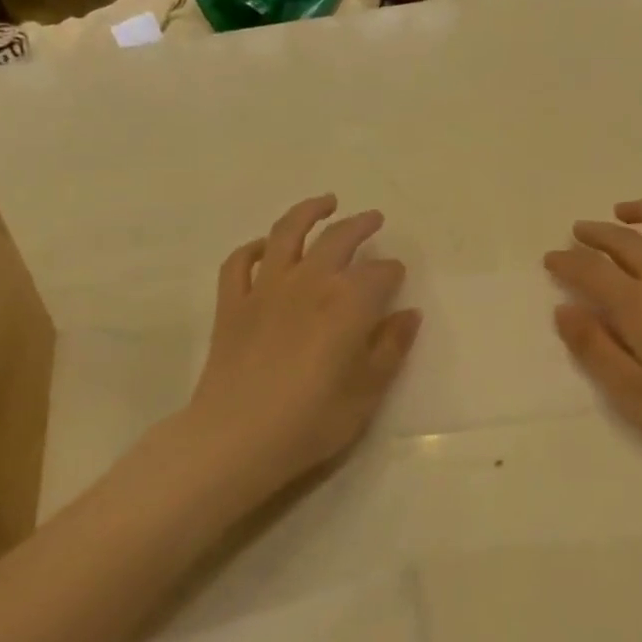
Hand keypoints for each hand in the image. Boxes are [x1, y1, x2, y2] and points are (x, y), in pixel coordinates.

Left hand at [184, 195, 420, 494]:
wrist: (235, 439)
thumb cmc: (310, 421)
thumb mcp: (367, 392)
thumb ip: (391, 348)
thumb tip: (409, 314)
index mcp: (348, 303)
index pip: (379, 274)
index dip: (392, 272)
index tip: (398, 276)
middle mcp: (309, 282)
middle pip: (338, 239)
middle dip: (360, 225)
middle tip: (373, 219)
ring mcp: (265, 289)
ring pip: (287, 233)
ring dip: (308, 212)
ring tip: (325, 202)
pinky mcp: (232, 303)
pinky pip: (240, 262)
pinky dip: (254, 248)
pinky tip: (266, 246)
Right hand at [544, 200, 641, 476]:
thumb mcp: (634, 394)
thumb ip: (595, 349)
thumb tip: (565, 309)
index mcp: (640, 306)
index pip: (592, 271)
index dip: (567, 261)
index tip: (551, 258)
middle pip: (626, 242)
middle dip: (596, 233)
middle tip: (578, 232)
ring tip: (625, 211)